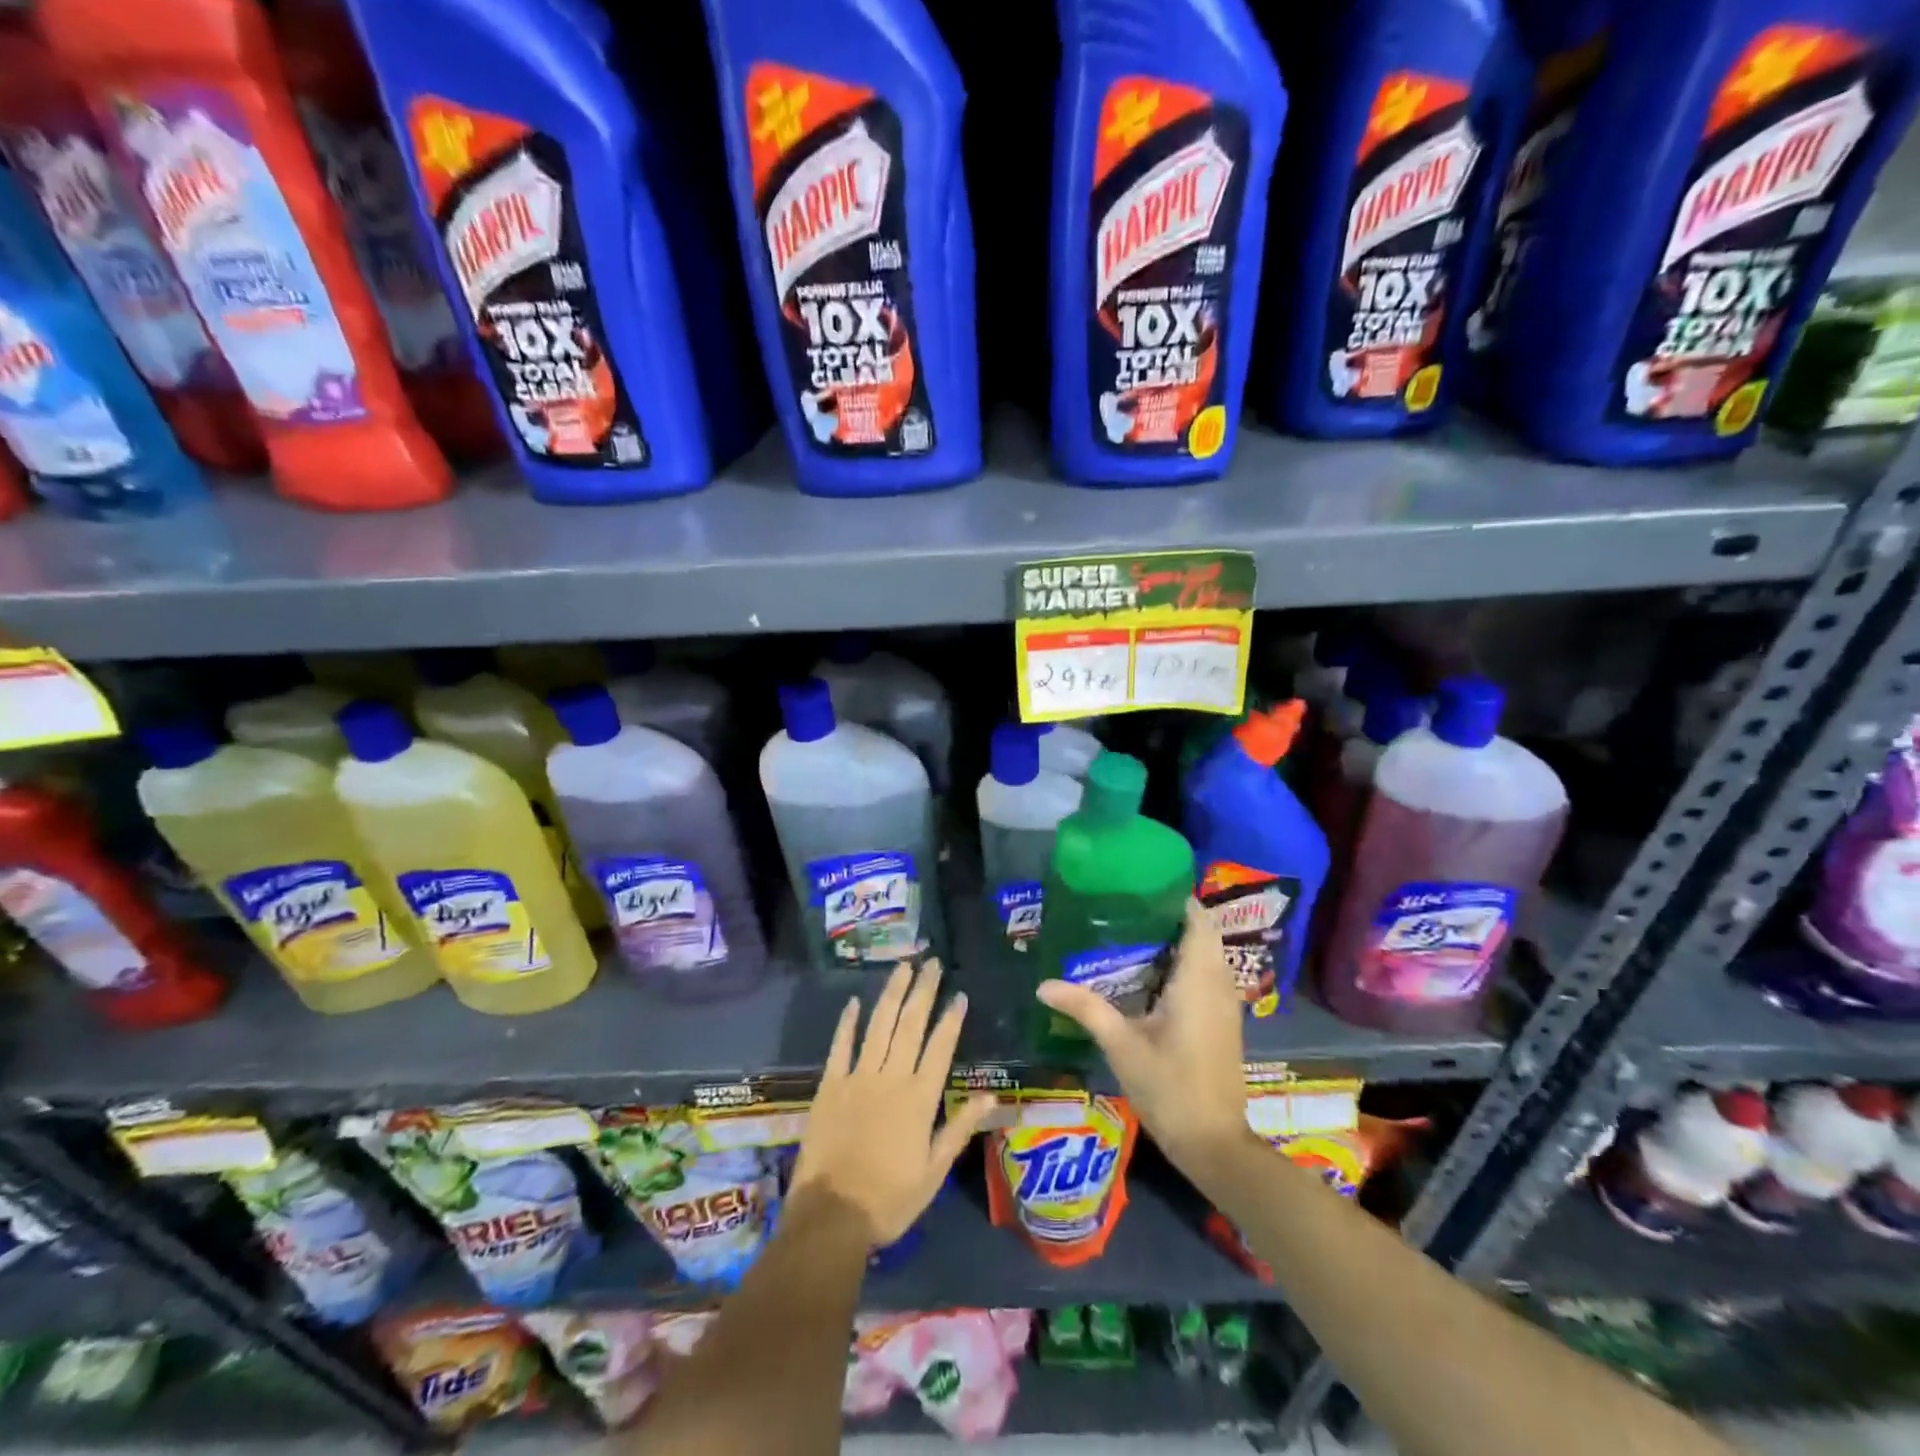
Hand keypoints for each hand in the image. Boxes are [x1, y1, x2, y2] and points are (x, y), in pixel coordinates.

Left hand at [790, 958, 997, 1247]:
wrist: (831, 1217)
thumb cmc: (889, 1199)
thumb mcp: (934, 1171)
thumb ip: (959, 1129)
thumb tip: (991, 1096)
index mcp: (919, 1098)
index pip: (940, 1047)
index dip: (951, 1019)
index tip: (960, 994)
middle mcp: (891, 1078)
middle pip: (910, 1025)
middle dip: (923, 991)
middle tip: (932, 962)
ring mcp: (858, 1077)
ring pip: (879, 1025)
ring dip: (892, 994)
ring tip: (903, 967)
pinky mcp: (830, 1085)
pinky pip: (840, 1046)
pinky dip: (848, 1022)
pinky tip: (855, 1001)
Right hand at [1035, 899, 1250, 1175]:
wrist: (1215, 1144)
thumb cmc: (1170, 1088)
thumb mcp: (1122, 1046)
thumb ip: (1085, 1008)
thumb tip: (1043, 984)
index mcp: (1198, 981)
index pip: (1198, 920)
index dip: (1176, 897)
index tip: (1141, 883)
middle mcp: (1219, 984)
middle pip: (1203, 933)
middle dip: (1171, 915)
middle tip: (1127, 905)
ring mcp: (1225, 1004)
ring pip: (1207, 954)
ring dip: (1179, 939)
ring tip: (1132, 930)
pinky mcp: (1223, 1021)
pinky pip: (1208, 975)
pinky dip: (1185, 962)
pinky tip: (1150, 972)